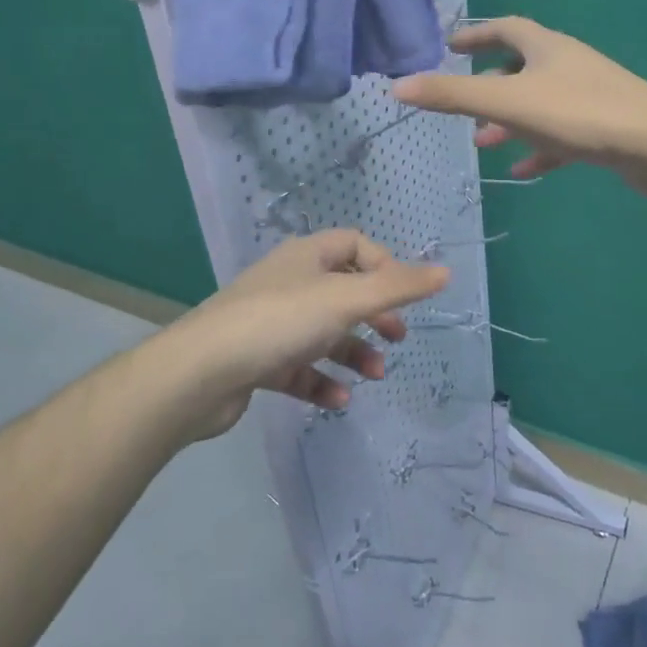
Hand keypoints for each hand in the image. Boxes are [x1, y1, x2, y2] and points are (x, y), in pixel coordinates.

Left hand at [162, 230, 447, 437]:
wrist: (201, 373)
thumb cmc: (281, 321)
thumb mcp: (347, 299)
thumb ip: (398, 287)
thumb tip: (446, 271)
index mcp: (308, 256)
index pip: (355, 245)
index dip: (385, 267)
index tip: (401, 298)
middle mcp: (289, 282)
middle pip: (343, 291)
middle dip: (375, 316)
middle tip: (398, 340)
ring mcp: (271, 322)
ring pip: (324, 333)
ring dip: (353, 353)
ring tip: (373, 377)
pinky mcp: (258, 360)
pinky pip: (300, 368)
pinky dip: (322, 381)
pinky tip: (337, 400)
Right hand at [392, 17, 646, 196]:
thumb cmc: (580, 114)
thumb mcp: (508, 102)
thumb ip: (452, 94)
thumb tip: (397, 85)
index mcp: (546, 47)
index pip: (505, 28)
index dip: (475, 34)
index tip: (450, 45)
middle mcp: (568, 64)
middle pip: (521, 67)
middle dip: (488, 85)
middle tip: (463, 107)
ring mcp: (589, 96)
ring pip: (539, 103)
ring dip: (510, 121)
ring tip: (484, 142)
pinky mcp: (604, 128)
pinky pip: (562, 135)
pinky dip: (539, 148)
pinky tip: (524, 171)